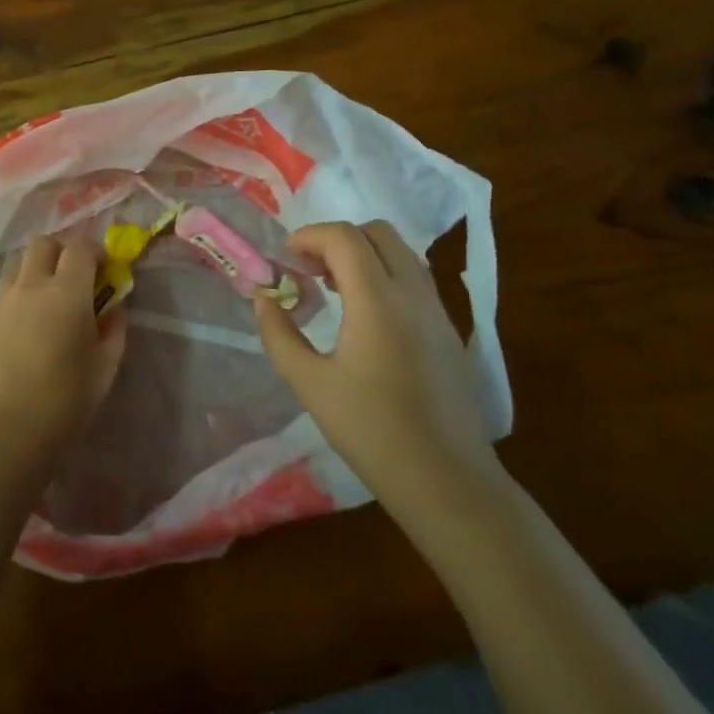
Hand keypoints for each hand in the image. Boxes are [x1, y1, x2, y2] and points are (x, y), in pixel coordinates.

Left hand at [0, 237, 126, 456]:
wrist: (8, 430)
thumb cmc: (66, 400)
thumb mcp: (106, 367)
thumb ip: (114, 329)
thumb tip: (114, 308)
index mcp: (67, 292)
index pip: (80, 247)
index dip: (95, 252)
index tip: (104, 269)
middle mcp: (31, 285)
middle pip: (43, 243)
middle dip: (61, 251)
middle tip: (73, 277)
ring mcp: (1, 301)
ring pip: (17, 263)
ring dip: (35, 269)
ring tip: (45, 297)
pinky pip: (2, 293)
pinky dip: (17, 296)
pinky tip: (24, 326)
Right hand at [254, 220, 498, 500]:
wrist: (447, 480)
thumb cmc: (372, 432)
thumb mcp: (310, 385)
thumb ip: (279, 335)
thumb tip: (264, 299)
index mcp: (378, 301)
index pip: (345, 237)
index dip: (310, 236)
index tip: (286, 258)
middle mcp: (413, 293)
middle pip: (377, 233)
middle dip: (338, 239)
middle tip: (310, 270)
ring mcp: (438, 310)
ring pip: (401, 252)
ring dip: (363, 255)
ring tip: (335, 289)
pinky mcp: (450, 330)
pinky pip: (415, 279)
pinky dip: (385, 275)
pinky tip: (366, 316)